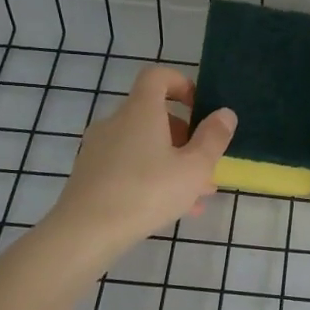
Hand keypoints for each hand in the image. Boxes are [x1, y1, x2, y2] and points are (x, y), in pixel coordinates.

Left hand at [46, 66, 236, 264]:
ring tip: (196, 194)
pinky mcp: (90, 175)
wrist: (85, 232)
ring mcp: (99, 149)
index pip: (157, 76)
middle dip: (184, 136)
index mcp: (140, 111)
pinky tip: (171, 209)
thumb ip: (213, 138)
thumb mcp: (194, 168)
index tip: (199, 108)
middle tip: (205, 163)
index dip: (181, 83)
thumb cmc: (146, 192)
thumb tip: (225, 113)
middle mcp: (116, 122)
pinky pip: (128, 166)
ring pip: (143, 146)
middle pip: (153, 115)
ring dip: (172, 162)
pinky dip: (151, 177)